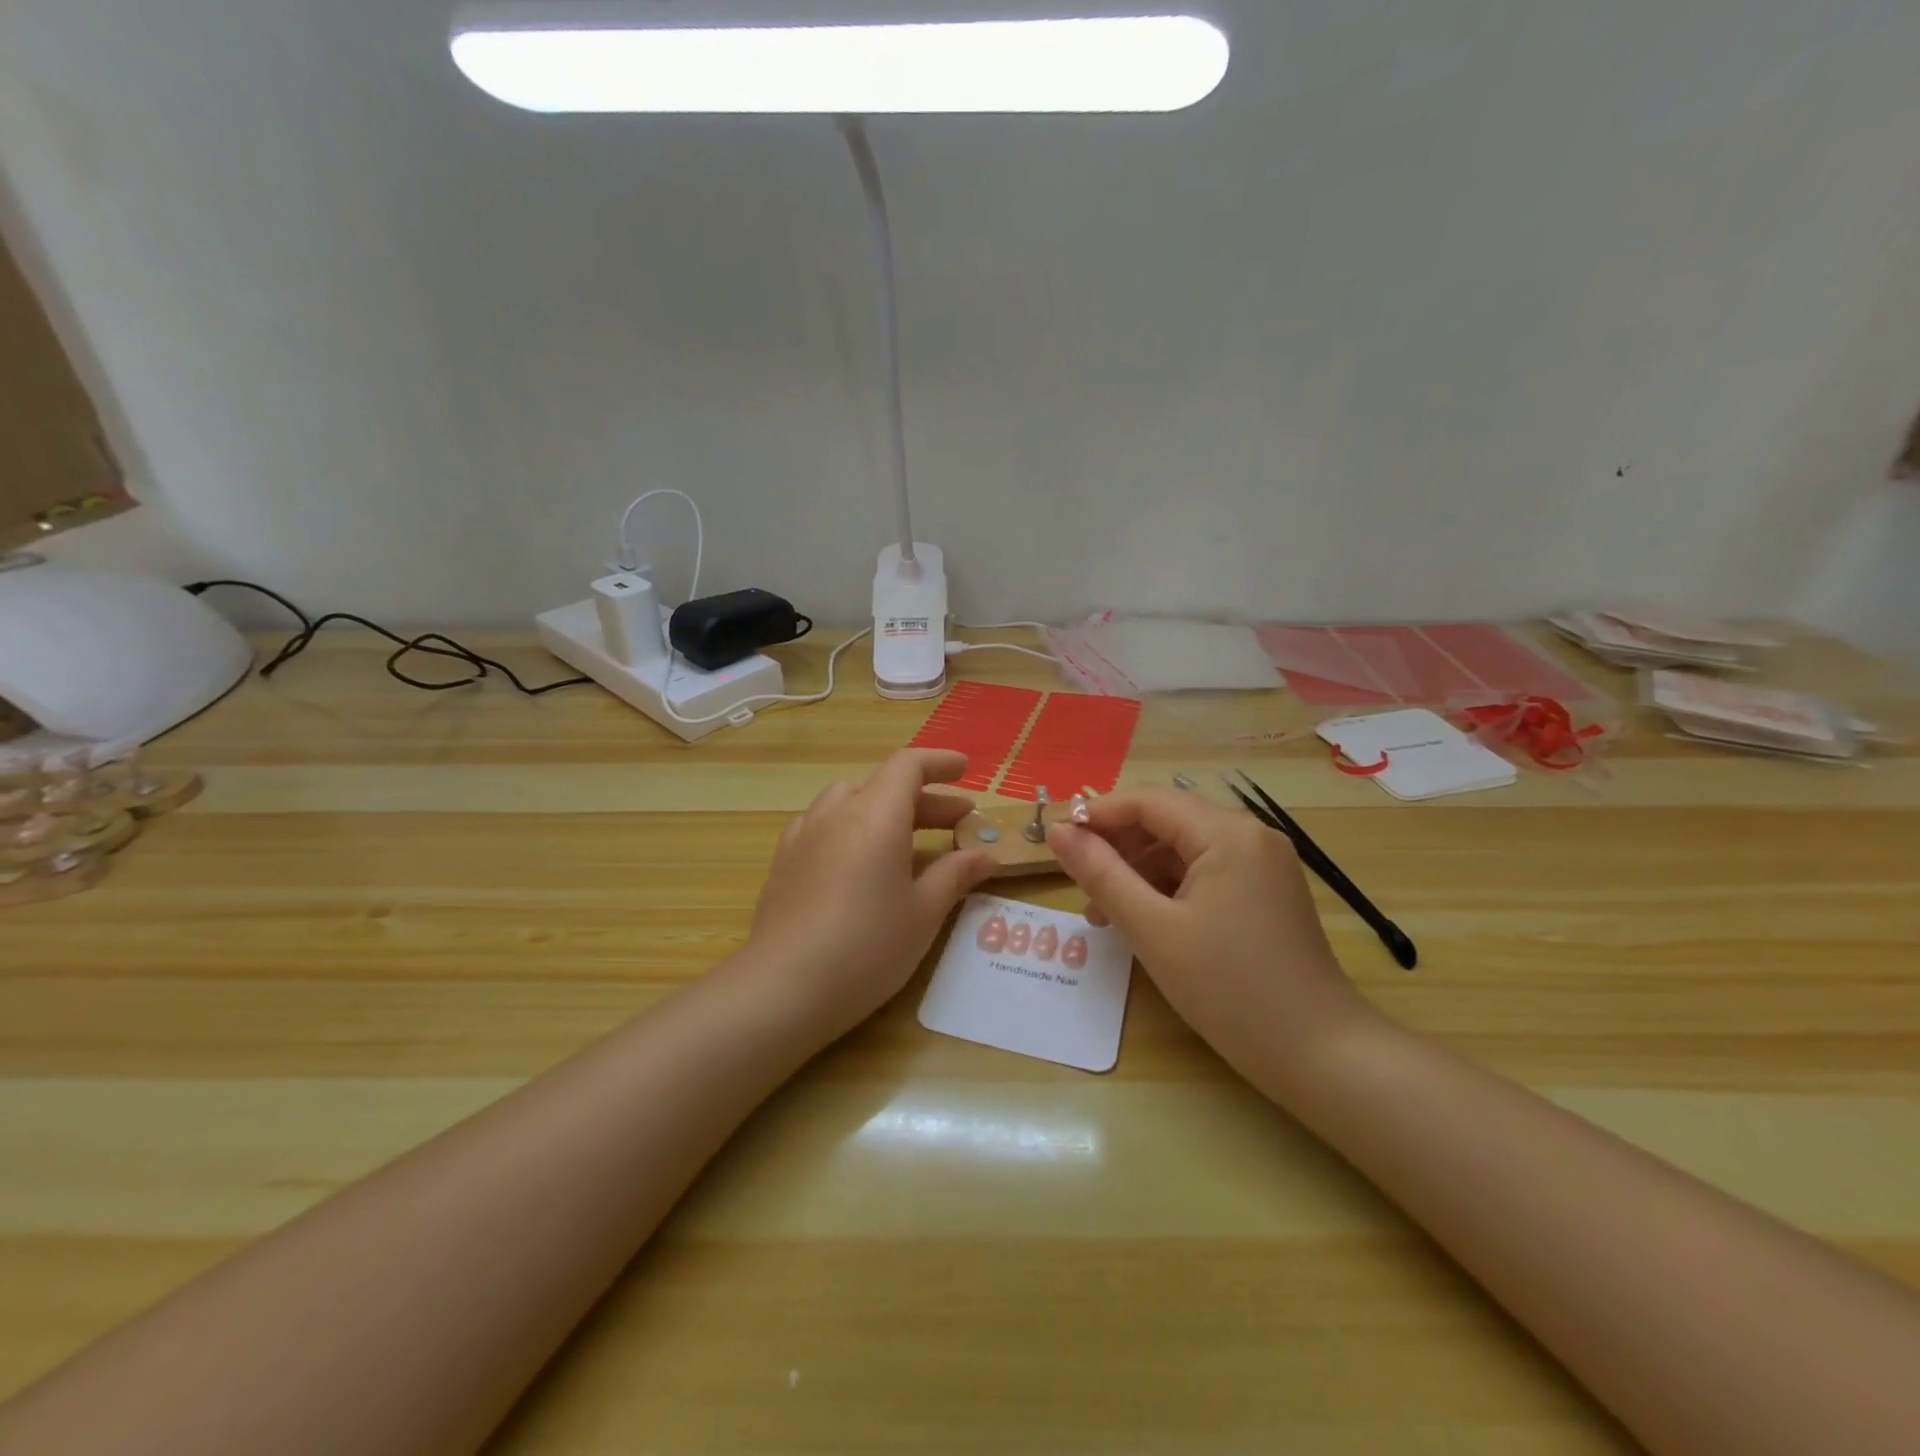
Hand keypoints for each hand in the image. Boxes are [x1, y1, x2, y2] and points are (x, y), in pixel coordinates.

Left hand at [745, 749, 997, 1038]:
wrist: (784, 987)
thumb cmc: (868, 947)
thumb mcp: (923, 913)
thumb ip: (955, 875)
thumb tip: (984, 856)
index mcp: (876, 815)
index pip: (909, 765)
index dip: (939, 762)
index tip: (965, 770)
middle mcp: (837, 813)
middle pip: (883, 785)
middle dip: (924, 798)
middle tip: (957, 821)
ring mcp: (804, 834)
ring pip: (849, 801)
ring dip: (884, 809)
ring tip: (906, 837)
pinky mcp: (784, 860)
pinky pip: (823, 825)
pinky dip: (850, 827)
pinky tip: (856, 859)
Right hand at [1047, 788, 1371, 1096]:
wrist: (1319, 1055)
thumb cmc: (1229, 989)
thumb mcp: (1152, 929)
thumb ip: (1101, 873)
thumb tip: (1058, 831)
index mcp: (1227, 833)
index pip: (1147, 801)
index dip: (1096, 815)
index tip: (1054, 840)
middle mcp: (1249, 835)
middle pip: (1166, 820)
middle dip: (1116, 846)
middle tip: (1077, 882)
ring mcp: (1262, 864)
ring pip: (1183, 848)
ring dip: (1138, 871)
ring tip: (1102, 913)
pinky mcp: (1265, 891)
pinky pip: (1204, 872)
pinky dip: (1168, 888)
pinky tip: (1143, 920)